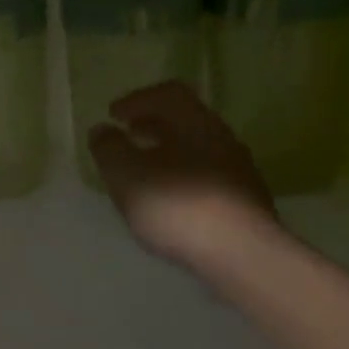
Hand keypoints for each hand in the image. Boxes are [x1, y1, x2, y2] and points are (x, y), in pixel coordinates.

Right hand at [88, 81, 277, 269]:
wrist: (242, 255)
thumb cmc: (176, 204)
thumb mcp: (125, 173)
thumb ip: (109, 147)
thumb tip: (102, 130)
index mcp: (194, 122)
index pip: (168, 93)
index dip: (137, 99)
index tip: (113, 115)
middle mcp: (221, 138)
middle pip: (185, 120)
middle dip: (152, 125)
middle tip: (127, 136)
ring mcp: (239, 170)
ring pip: (197, 149)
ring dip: (168, 152)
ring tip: (143, 171)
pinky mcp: (245, 201)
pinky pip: (207, 176)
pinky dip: (182, 177)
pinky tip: (169, 199)